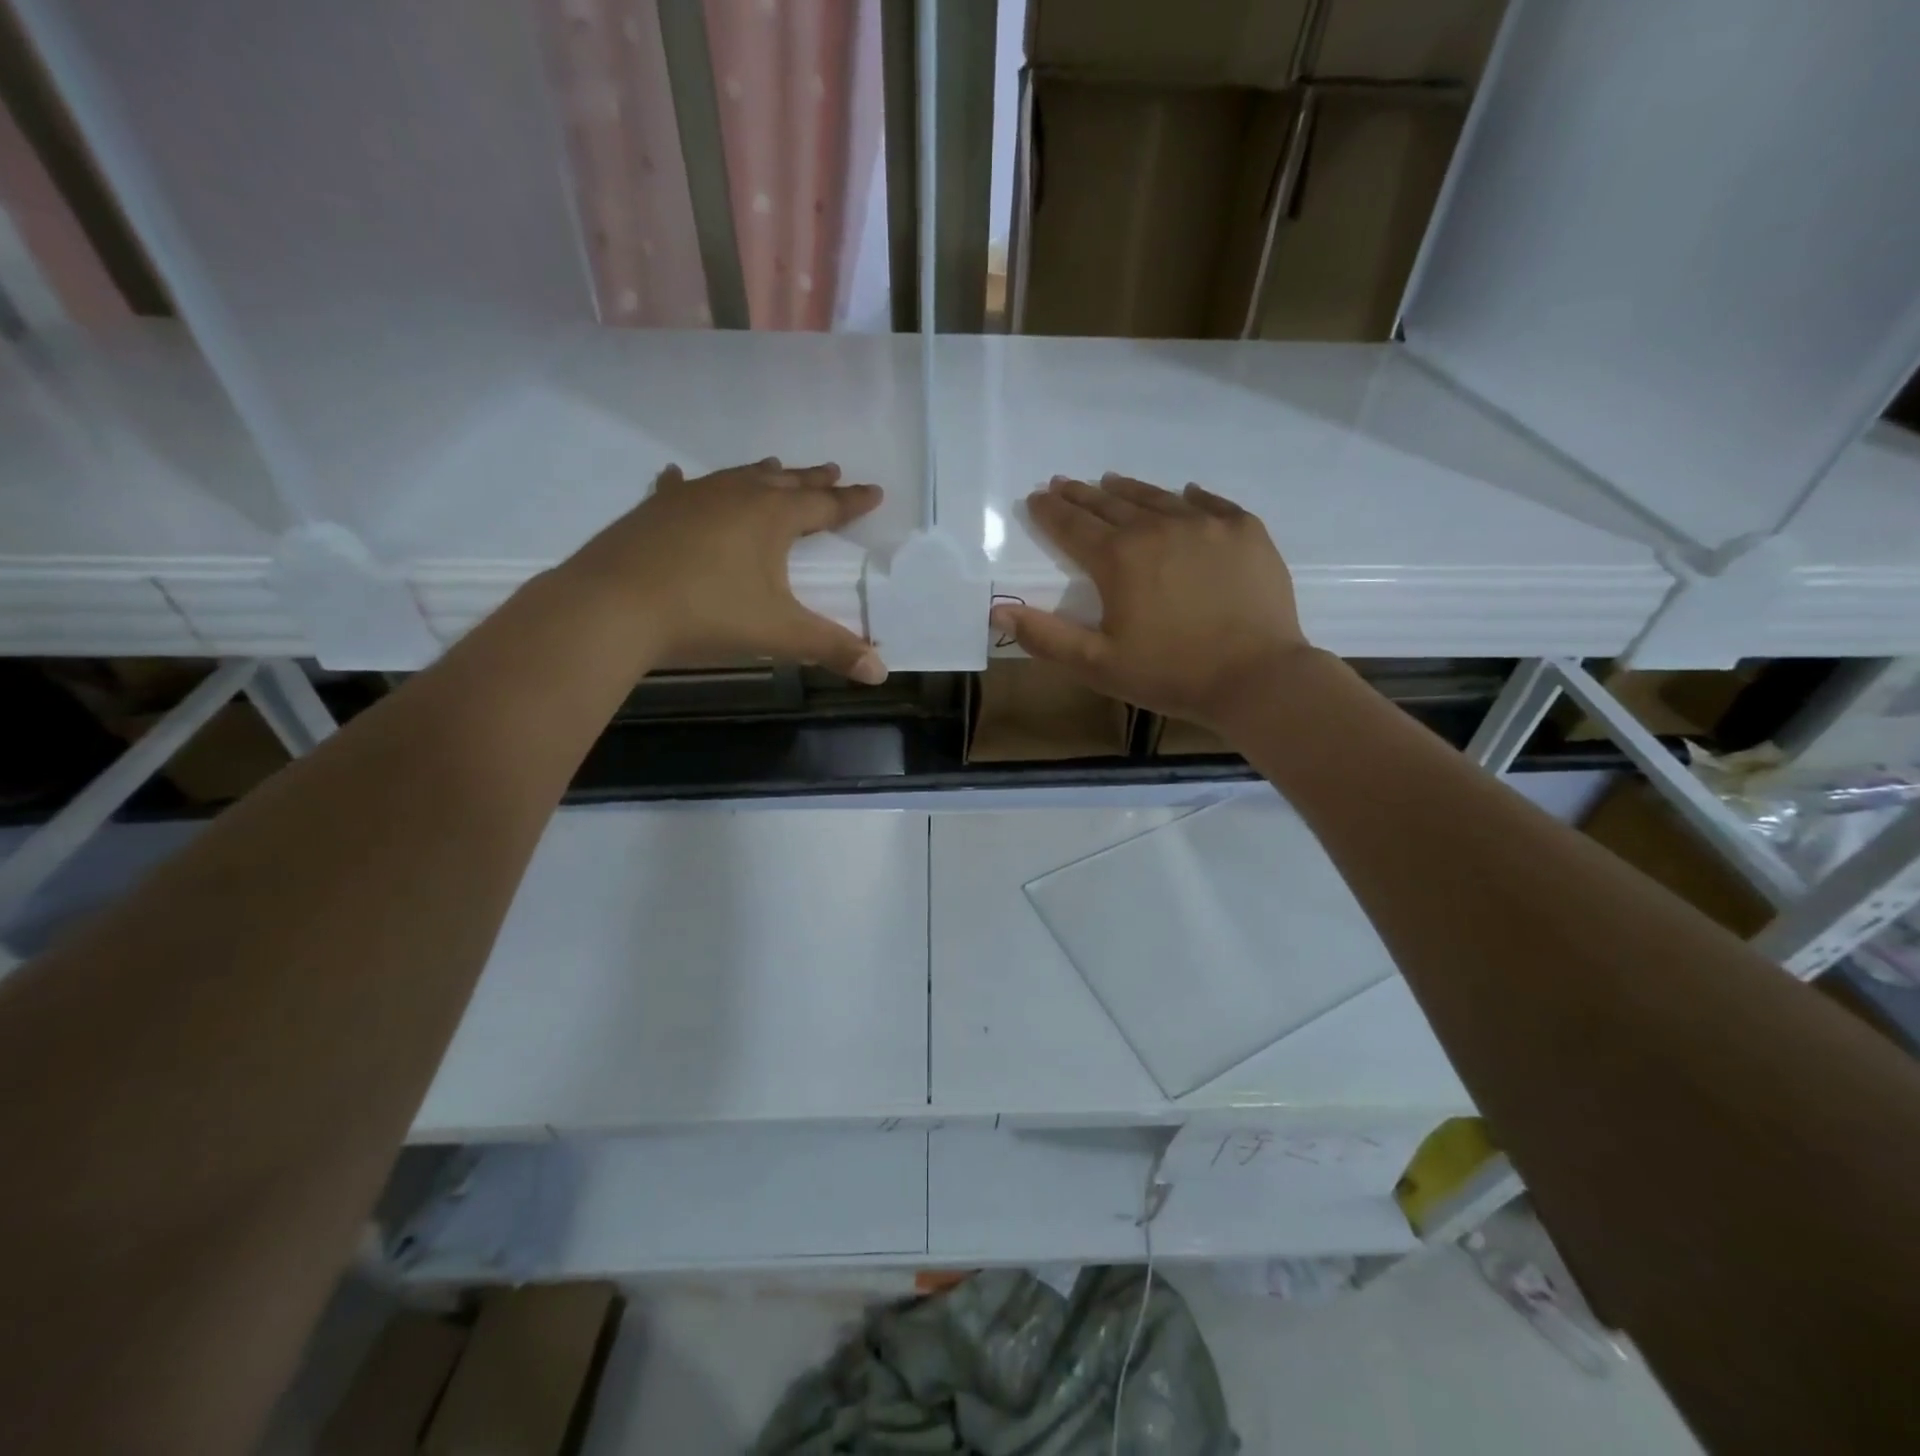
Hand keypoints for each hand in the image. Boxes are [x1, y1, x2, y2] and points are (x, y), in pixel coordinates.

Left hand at [561, 458, 887, 682]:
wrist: (613, 606)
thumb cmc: (707, 614)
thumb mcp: (779, 634)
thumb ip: (831, 649)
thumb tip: (880, 672)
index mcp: (771, 517)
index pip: (824, 505)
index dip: (852, 501)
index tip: (874, 491)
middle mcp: (735, 495)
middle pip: (784, 481)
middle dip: (812, 480)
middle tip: (833, 470)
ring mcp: (690, 497)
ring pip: (737, 477)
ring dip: (762, 474)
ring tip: (777, 467)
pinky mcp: (654, 510)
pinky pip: (680, 488)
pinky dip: (690, 484)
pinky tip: (680, 476)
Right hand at [990, 473, 1314, 728]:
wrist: (1257, 678)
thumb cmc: (1170, 674)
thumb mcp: (1097, 665)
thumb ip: (1046, 637)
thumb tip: (998, 611)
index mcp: (1119, 559)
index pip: (1073, 526)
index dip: (1050, 512)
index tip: (1036, 498)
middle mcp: (1158, 528)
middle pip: (1111, 505)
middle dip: (1082, 494)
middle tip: (1064, 483)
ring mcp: (1206, 525)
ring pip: (1157, 497)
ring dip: (1128, 490)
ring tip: (1110, 482)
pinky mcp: (1245, 531)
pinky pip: (1210, 503)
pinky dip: (1189, 497)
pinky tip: (1183, 493)